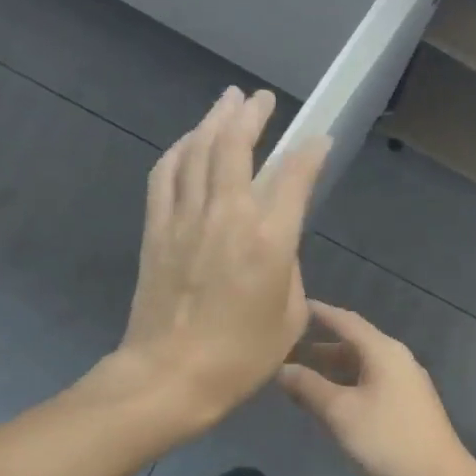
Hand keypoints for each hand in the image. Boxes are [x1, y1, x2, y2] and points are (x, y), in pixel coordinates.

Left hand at [112, 87, 328, 434]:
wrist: (169, 376)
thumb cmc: (239, 358)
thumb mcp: (289, 319)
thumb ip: (290, 271)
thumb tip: (275, 246)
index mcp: (269, 241)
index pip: (293, 178)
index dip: (309, 153)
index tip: (318, 139)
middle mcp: (227, 217)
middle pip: (236, 147)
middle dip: (252, 115)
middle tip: (262, 99)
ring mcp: (185, 218)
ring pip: (198, 151)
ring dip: (214, 121)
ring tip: (227, 102)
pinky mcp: (156, 229)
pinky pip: (166, 175)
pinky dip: (178, 151)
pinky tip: (187, 142)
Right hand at [277, 301, 475, 475]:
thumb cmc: (389, 441)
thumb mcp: (341, 413)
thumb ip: (309, 387)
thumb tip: (281, 368)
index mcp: (384, 352)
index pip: (345, 320)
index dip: (318, 312)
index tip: (290, 306)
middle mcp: (396, 360)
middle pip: (352, 343)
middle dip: (318, 345)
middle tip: (283, 349)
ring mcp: (403, 385)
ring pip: (359, 367)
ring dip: (329, 369)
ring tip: (296, 376)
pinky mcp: (405, 408)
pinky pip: (368, 386)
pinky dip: (344, 387)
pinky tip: (325, 403)